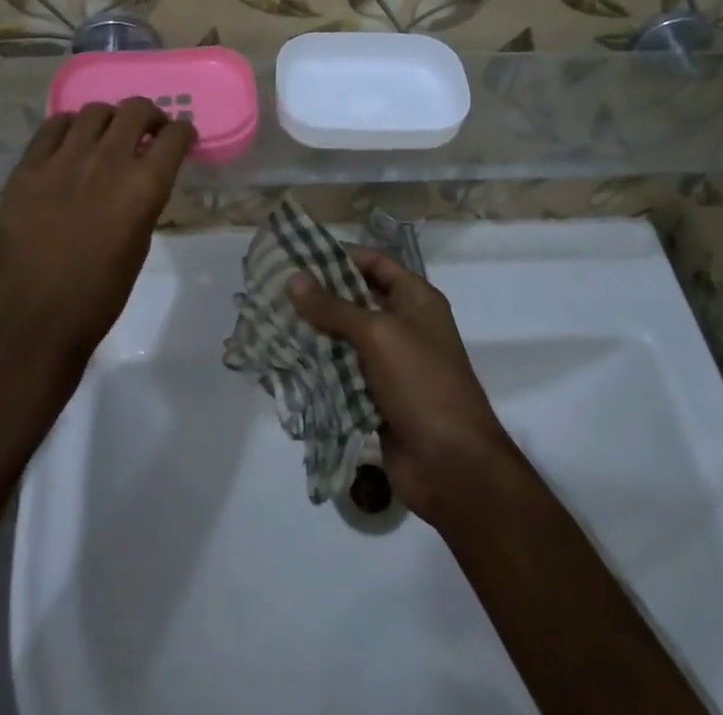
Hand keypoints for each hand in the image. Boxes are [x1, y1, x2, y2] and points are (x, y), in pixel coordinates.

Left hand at [0, 99, 195, 379]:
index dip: (182, 133)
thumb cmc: (98, 296)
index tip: (180, 138)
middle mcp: (109, 160)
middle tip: (147, 131)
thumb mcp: (139, 243)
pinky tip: (70, 142)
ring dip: (109, 120)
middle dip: (149, 116)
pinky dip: (69, 127)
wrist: (33, 321)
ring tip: (106, 136)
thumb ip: (144, 200)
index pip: (175, 136)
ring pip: (95, 111)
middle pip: (136, 110)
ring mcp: (65, 159)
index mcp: (145, 186)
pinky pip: (53, 126)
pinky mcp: (29, 167)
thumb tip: (143, 177)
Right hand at [288, 247, 516, 530]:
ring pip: (344, 341)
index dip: (341, 255)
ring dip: (312, 335)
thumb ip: (334, 307)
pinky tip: (282, 366)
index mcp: (416, 300)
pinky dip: (316, 372)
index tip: (300, 254)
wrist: (453, 466)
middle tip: (275, 289)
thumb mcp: (379, 334)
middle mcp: (404, 327)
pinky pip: (341, 378)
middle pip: (356, 301)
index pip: (376, 263)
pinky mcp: (376, 401)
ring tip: (269, 324)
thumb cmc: (423, 383)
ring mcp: (390, 367)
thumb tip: (292, 278)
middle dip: (318, 297)